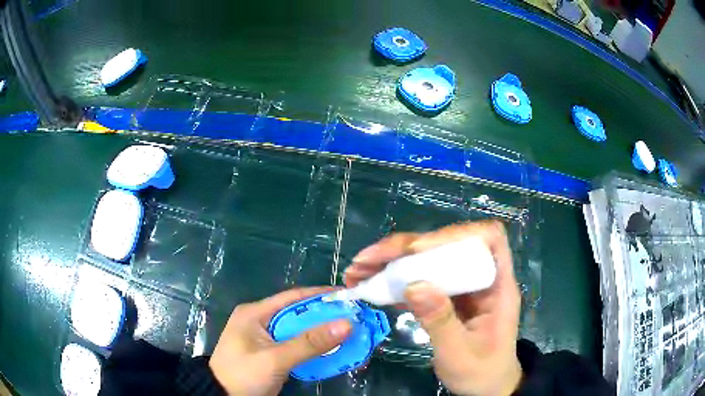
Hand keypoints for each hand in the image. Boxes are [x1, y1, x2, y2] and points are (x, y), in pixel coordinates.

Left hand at [209, 287, 352, 395]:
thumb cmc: (243, 375)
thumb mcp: (275, 359)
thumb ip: (309, 343)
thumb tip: (347, 324)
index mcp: (255, 313)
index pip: (293, 297)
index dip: (322, 295)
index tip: (349, 296)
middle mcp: (260, 321)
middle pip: (299, 315)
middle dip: (326, 318)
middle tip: (355, 319)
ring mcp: (265, 339)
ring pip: (299, 332)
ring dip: (322, 335)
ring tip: (350, 335)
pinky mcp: (270, 354)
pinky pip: (296, 347)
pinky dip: (313, 349)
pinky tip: (332, 352)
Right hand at [344, 221, 522, 395]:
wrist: (484, 385)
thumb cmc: (480, 371)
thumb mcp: (460, 354)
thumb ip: (441, 321)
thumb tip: (414, 285)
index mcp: (497, 284)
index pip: (487, 237)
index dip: (454, 235)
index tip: (416, 250)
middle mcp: (479, 277)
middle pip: (446, 245)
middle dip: (403, 248)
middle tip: (365, 260)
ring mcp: (461, 285)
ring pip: (428, 260)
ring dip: (391, 261)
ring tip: (357, 270)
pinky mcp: (446, 296)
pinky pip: (420, 278)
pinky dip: (394, 279)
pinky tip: (370, 284)